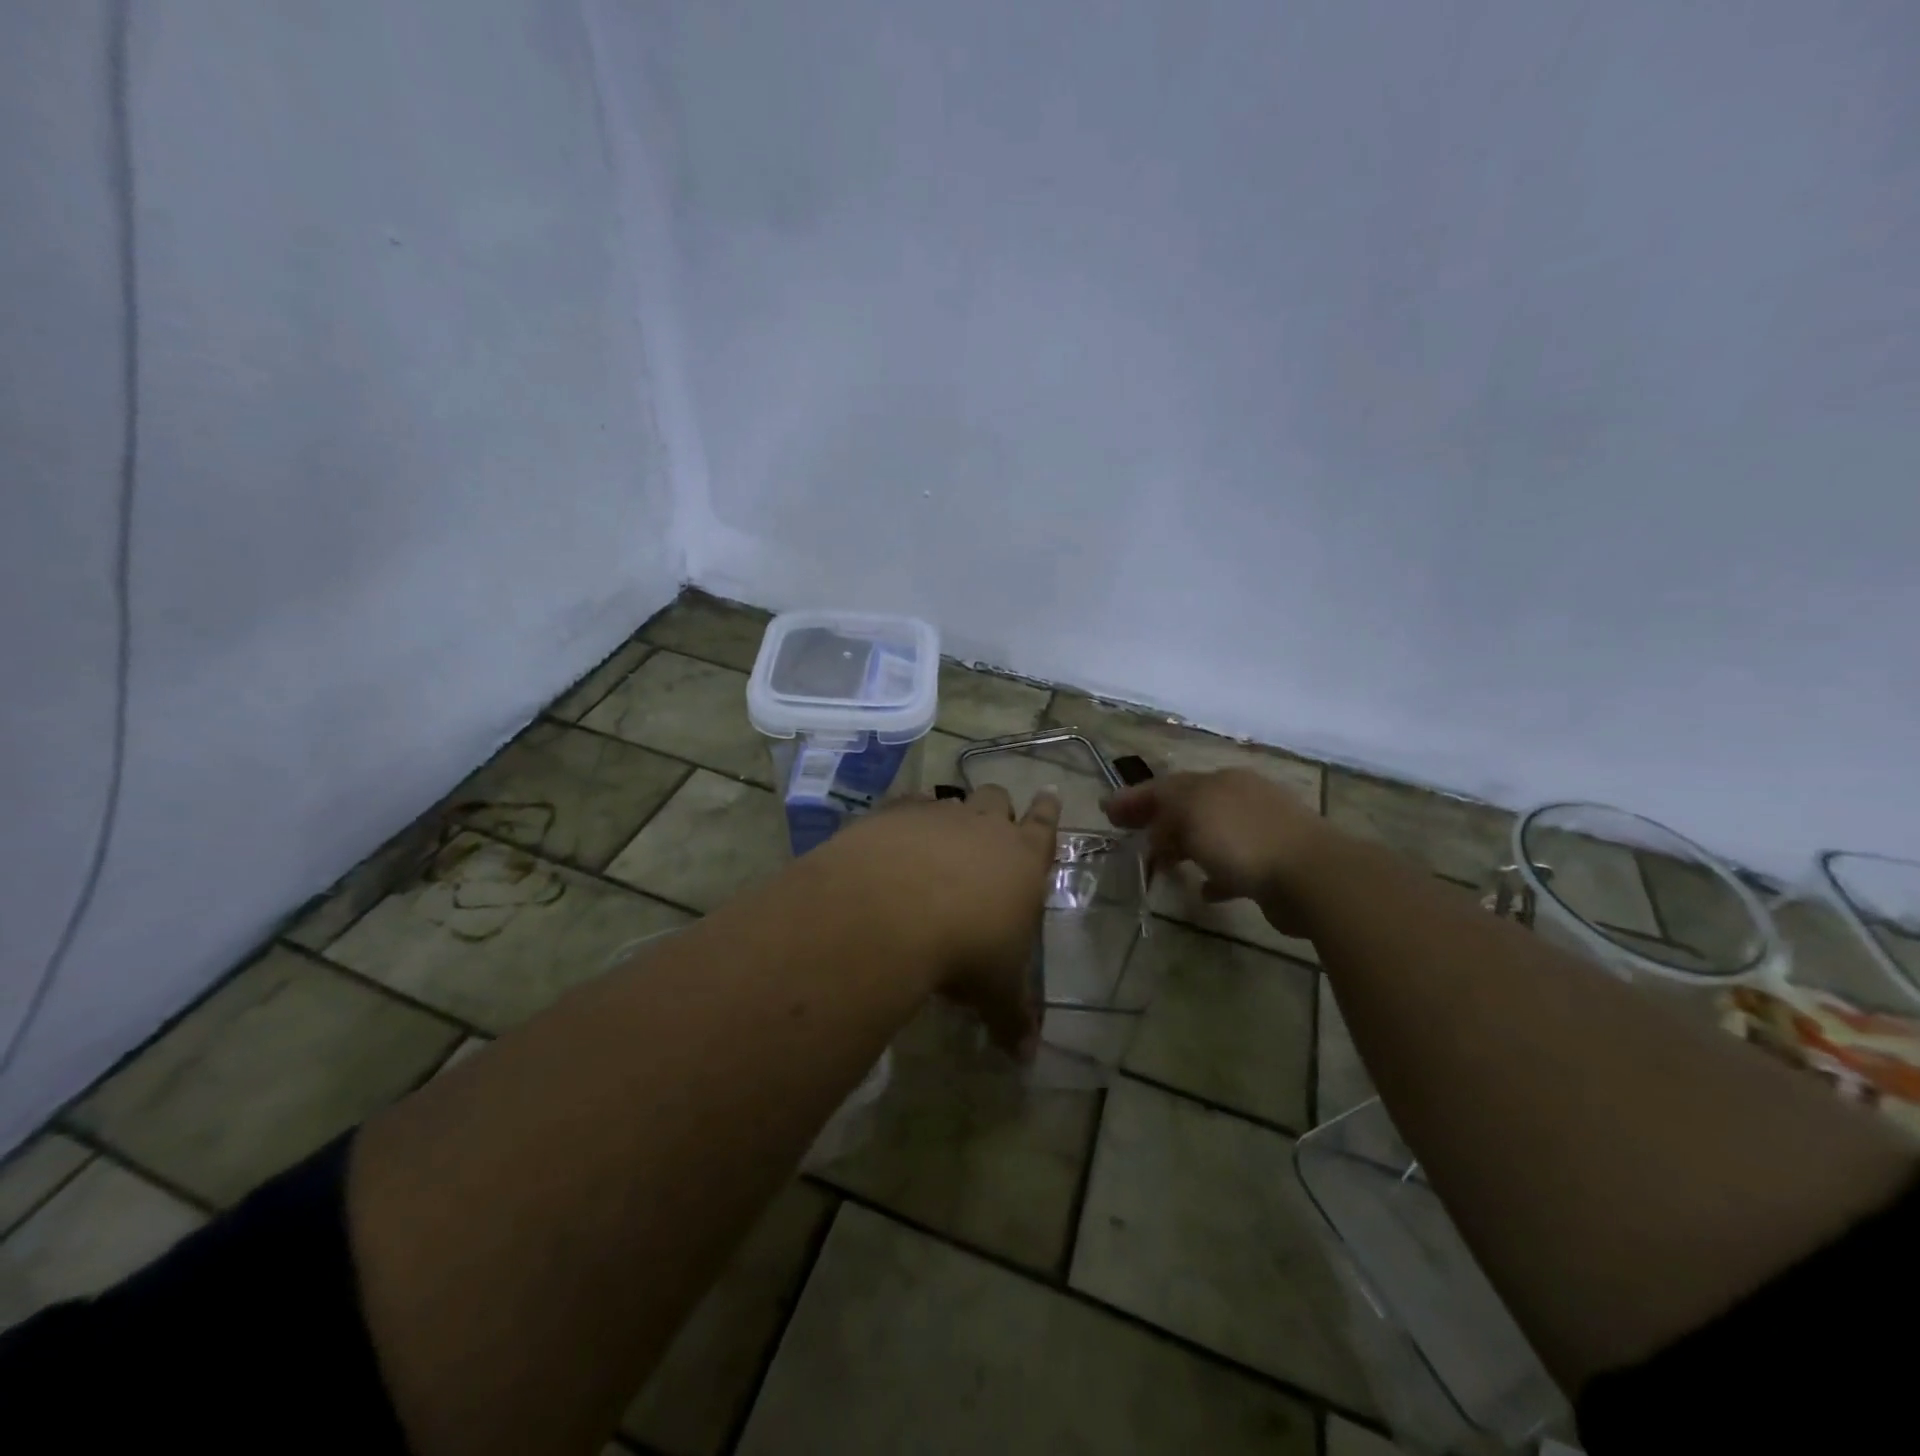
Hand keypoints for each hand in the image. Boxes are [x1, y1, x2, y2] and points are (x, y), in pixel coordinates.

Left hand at [822, 784, 1061, 1054]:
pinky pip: (906, 806)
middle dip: (998, 810)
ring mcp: (938, 814)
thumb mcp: (995, 991)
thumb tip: (1027, 1057)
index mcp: (1023, 859)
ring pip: (952, 800)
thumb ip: (1012, 1018)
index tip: (1049, 796)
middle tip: (990, 826)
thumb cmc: (964, 950)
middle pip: (998, 799)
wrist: (891, 911)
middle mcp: (984, 826)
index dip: (1048, 811)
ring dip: (950, 817)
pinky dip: (904, 820)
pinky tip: (892, 841)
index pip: (1045, 825)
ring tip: (938, 840)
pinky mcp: (893, 813)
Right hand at [1104, 769, 1331, 933]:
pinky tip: (1203, 890)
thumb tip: (1157, 832)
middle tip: (1127, 833)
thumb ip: (1165, 811)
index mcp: (1219, 781)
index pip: (1167, 785)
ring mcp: (1260, 832)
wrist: (1313, 876)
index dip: (1134, 797)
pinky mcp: (1273, 866)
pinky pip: (1233, 867)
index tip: (1106, 811)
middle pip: (1188, 807)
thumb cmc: (1242, 837)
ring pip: (1209, 836)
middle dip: (1156, 819)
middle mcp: (1240, 799)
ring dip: (1183, 847)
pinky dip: (1214, 875)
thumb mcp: (1191, 810)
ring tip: (1160, 865)